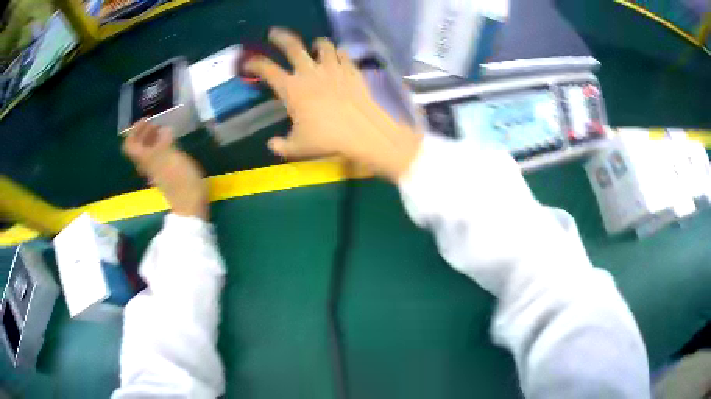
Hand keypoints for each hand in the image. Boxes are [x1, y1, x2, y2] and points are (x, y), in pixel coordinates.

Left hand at [123, 120, 208, 219]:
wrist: (190, 203)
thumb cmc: (180, 180)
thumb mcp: (171, 157)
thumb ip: (164, 142)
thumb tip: (163, 129)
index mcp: (146, 159)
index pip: (130, 145)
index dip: (134, 130)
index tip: (146, 120)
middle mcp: (148, 164)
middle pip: (138, 147)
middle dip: (144, 132)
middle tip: (155, 122)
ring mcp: (157, 170)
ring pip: (148, 152)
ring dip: (152, 138)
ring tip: (163, 128)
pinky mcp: (166, 173)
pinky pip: (158, 156)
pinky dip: (161, 146)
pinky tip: (171, 141)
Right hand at [245, 28, 421, 181]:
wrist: (362, 132)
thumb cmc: (327, 139)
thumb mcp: (298, 147)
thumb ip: (281, 146)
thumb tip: (272, 144)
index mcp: (292, 89)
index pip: (267, 70)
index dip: (255, 64)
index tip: (248, 62)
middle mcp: (309, 72)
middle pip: (292, 46)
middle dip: (280, 37)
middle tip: (274, 33)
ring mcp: (332, 68)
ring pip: (322, 45)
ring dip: (316, 43)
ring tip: (315, 46)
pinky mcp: (351, 69)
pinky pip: (343, 53)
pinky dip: (338, 53)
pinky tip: (338, 57)